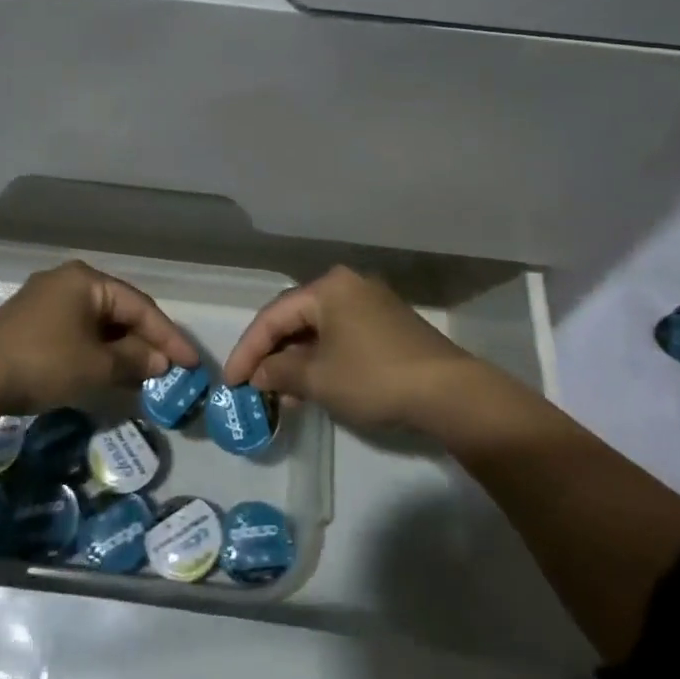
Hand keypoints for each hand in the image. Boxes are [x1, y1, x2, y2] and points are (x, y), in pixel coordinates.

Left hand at [0, 260, 200, 416]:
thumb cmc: (43, 362)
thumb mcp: (95, 366)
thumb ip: (134, 361)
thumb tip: (160, 362)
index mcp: (87, 280)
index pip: (140, 306)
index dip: (168, 336)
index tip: (192, 362)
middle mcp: (68, 280)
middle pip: (119, 311)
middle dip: (145, 341)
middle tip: (169, 368)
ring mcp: (46, 299)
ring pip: (97, 323)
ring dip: (121, 348)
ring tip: (144, 374)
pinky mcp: (31, 321)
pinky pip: (77, 331)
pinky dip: (97, 350)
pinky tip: (108, 371)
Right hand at [222, 266, 475, 432]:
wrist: (448, 392)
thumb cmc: (374, 377)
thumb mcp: (319, 379)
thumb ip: (280, 372)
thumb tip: (258, 375)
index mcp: (328, 287)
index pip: (273, 315)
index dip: (248, 350)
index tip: (231, 381)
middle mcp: (347, 285)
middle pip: (295, 317)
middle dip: (272, 353)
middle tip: (253, 385)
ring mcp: (370, 302)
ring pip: (318, 329)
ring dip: (296, 359)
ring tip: (280, 393)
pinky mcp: (386, 323)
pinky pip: (340, 335)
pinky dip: (321, 358)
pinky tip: (312, 385)